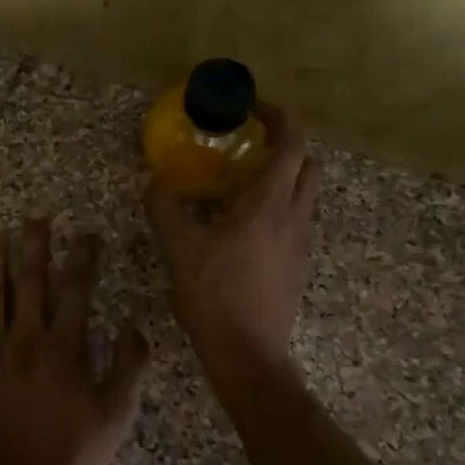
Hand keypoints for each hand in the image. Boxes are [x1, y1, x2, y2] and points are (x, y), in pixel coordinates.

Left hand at [0, 220, 149, 464]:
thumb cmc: (68, 460)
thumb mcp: (115, 419)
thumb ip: (129, 368)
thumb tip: (134, 327)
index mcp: (63, 349)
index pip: (76, 289)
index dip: (83, 257)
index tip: (86, 233)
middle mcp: (23, 340)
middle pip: (28, 281)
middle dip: (34, 245)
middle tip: (36, 218)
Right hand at [145, 104, 321, 368]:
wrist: (248, 354)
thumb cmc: (215, 295)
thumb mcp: (179, 248)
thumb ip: (165, 208)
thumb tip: (155, 182)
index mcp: (271, 204)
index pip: (292, 143)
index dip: (279, 117)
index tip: (252, 109)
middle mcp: (296, 217)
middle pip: (309, 164)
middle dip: (286, 146)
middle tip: (249, 146)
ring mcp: (302, 243)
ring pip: (306, 194)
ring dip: (283, 177)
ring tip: (242, 184)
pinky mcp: (298, 265)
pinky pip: (297, 220)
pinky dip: (279, 206)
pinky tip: (244, 225)